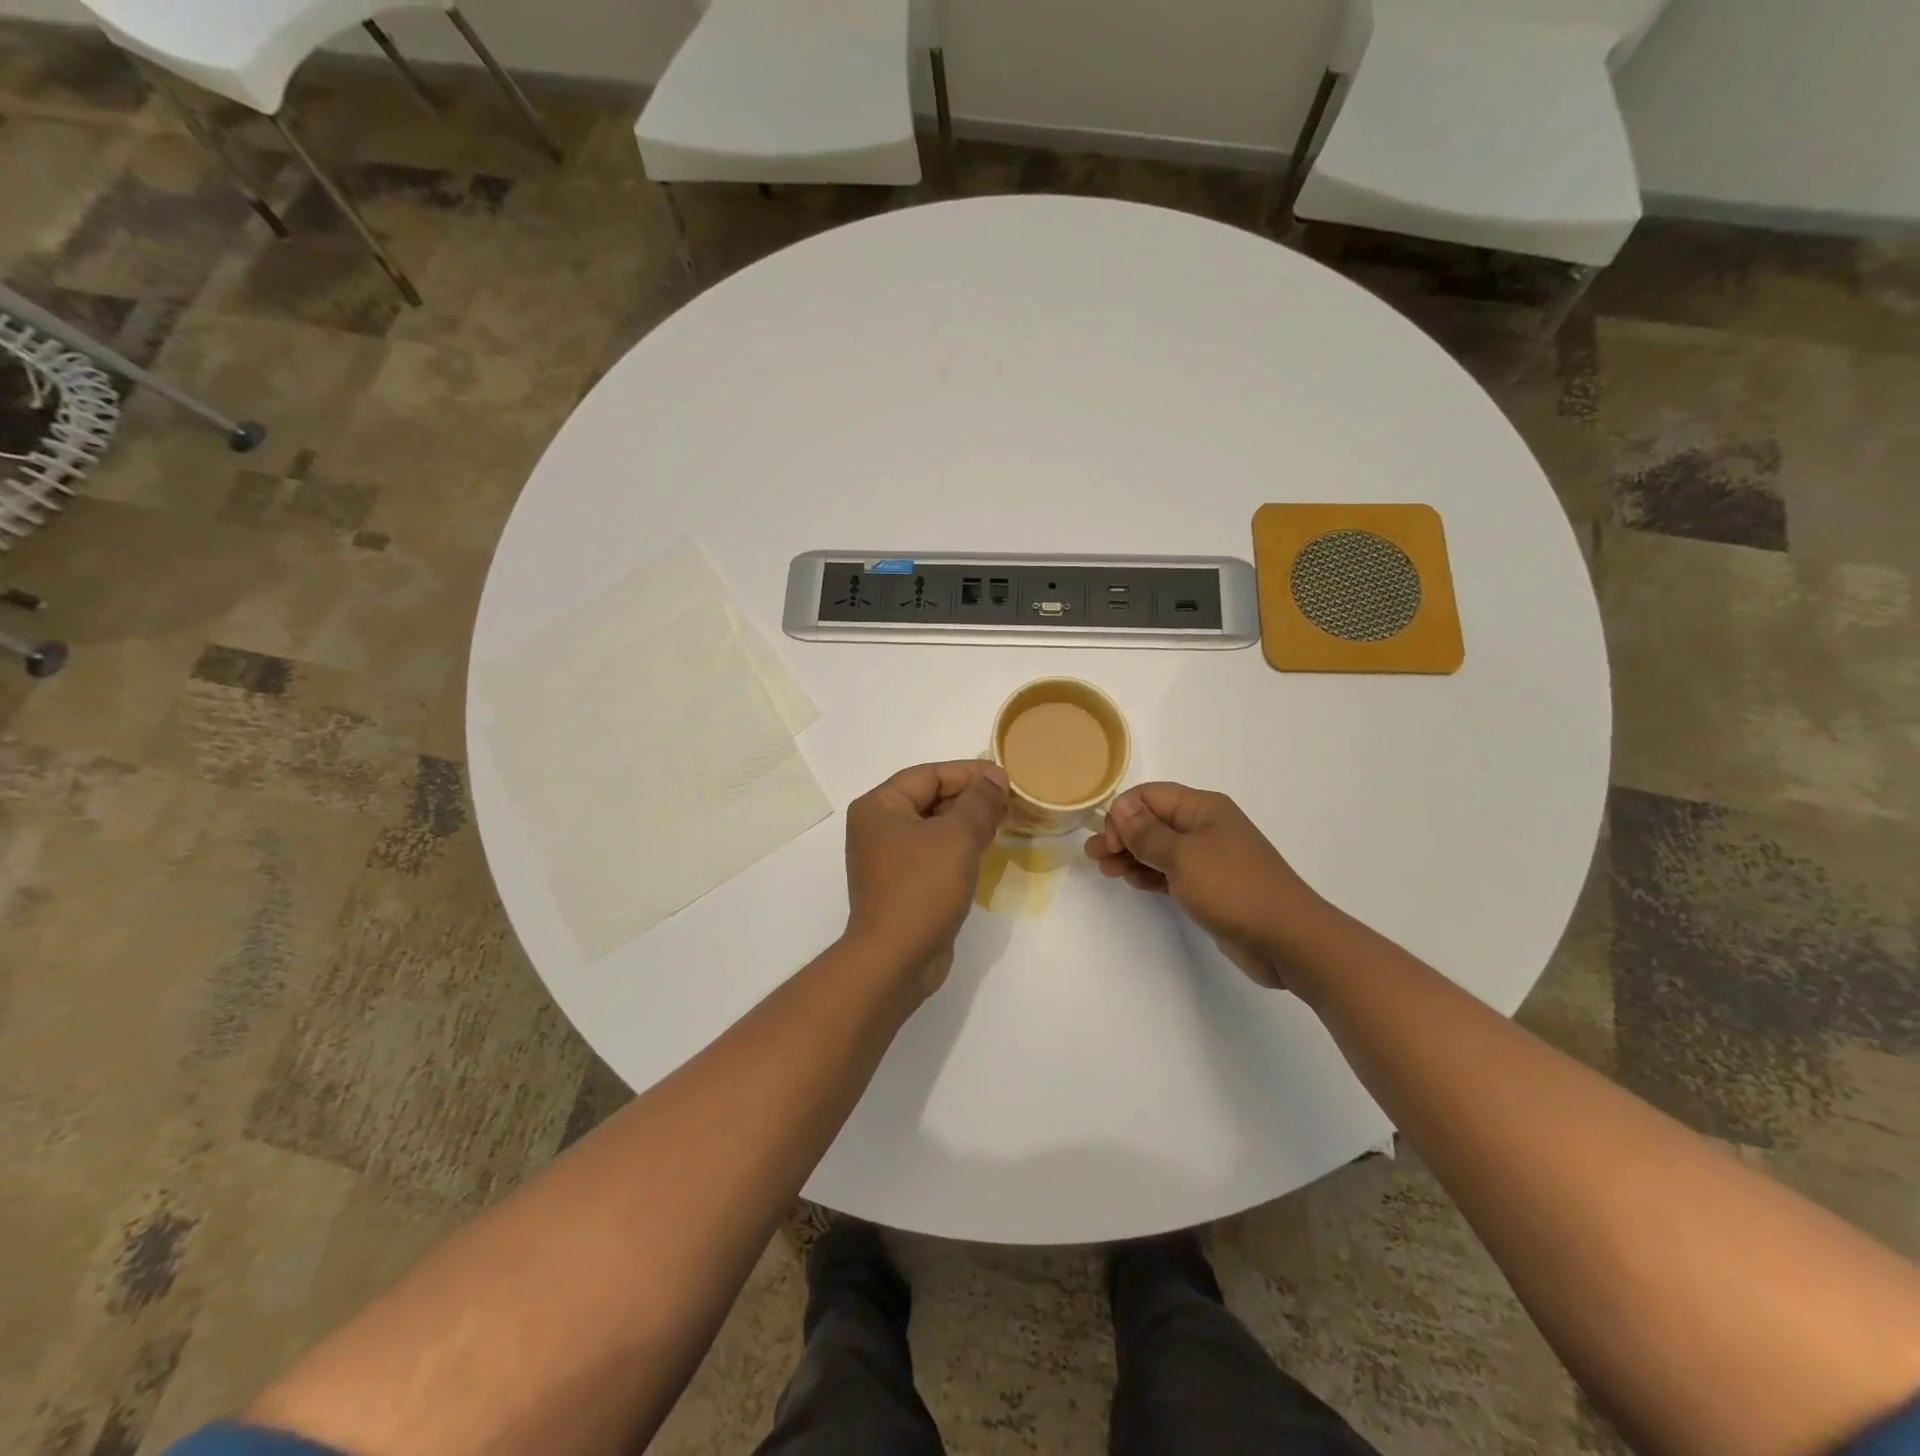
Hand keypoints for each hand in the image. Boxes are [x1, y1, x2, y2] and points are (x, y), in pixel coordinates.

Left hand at [844, 760, 1009, 997]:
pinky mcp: (901, 883)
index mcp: (879, 806)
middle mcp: (877, 827)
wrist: (896, 959)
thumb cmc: (922, 888)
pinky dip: (957, 847)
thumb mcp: (957, 836)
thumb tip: (994, 776)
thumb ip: (979, 801)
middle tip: (1009, 803)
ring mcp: (888, 857)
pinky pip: (932, 852)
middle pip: (930, 798)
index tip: (1006, 779)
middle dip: (970, 798)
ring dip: (967, 823)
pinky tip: (984, 850)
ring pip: (934, 827)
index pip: (929, 775)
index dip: (969, 773)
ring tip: (1002, 823)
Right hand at [1084, 783, 1321, 989]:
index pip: (1151, 796)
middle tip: (1094, 856)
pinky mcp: (1210, 887)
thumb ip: (1147, 833)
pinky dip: (1149, 873)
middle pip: (1153, 821)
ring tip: (1106, 870)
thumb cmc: (1232, 887)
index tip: (1106, 840)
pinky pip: (1171, 872)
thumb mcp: (1182, 856)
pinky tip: (1131, 881)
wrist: (1287, 938)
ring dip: (1132, 855)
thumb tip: (1121, 808)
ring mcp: (1209, 858)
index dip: (1124, 813)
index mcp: (1203, 808)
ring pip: (1160, 848)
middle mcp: (1205, 827)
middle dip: (1122, 834)